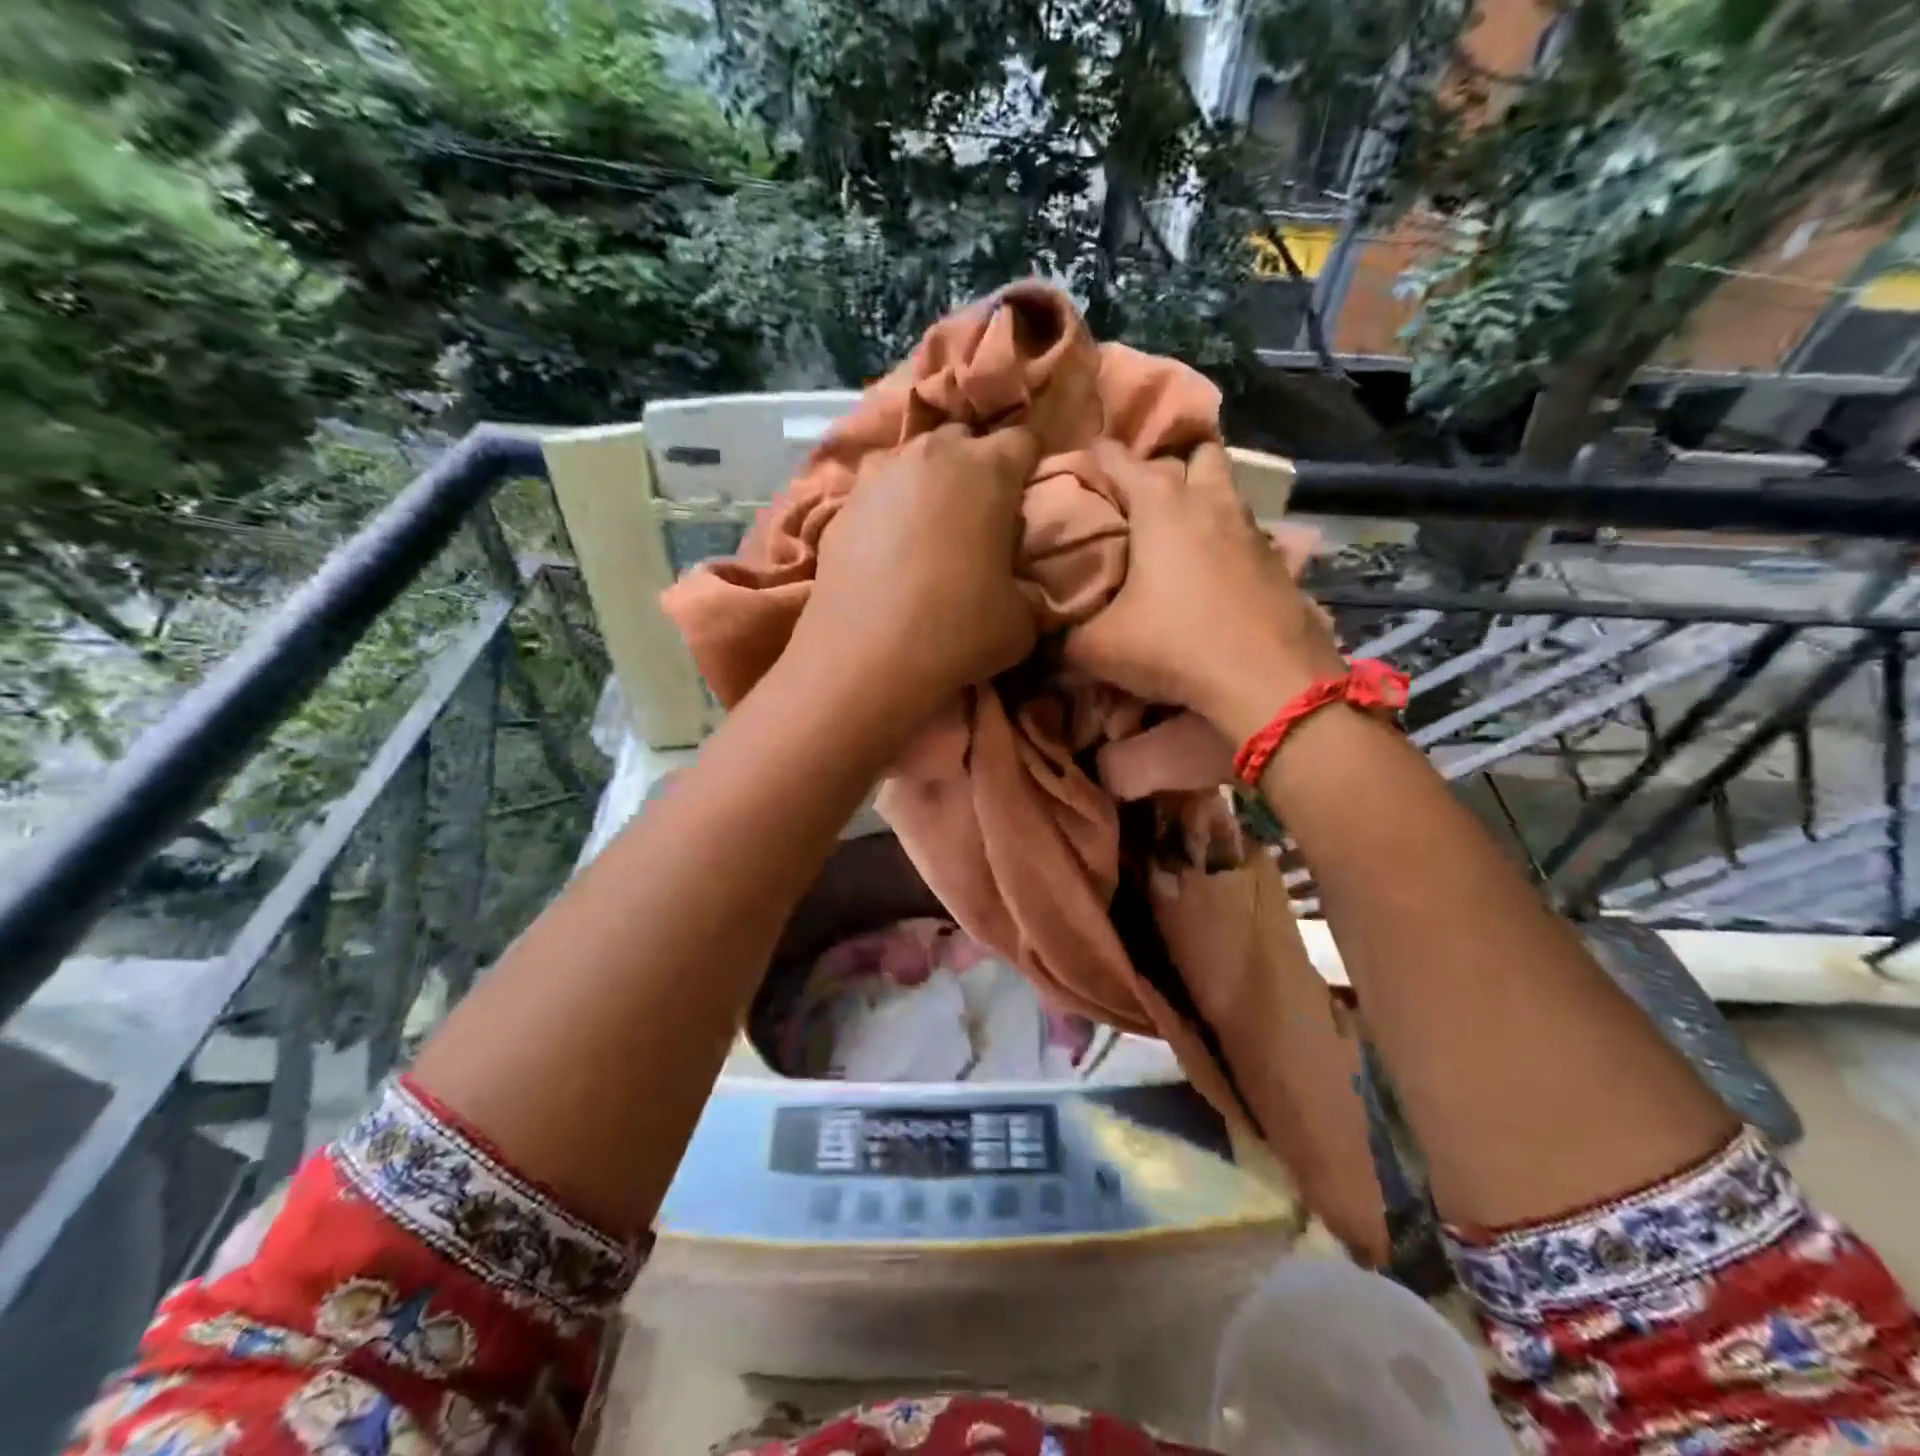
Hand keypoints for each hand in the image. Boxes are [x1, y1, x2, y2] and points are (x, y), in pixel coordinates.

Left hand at [793, 422, 1040, 712]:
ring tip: (930, 529)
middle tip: (980, 516)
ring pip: (913, 462)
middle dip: (976, 468)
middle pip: (963, 442)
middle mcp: (931, 456)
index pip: (1023, 442)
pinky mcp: (840, 507)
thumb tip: (1020, 586)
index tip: (1029, 499)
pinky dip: (888, 512)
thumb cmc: (957, 630)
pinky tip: (888, 551)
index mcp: (987, 470)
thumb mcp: (1021, 621)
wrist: (865, 658)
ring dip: (927, 485)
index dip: (1031, 468)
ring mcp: (878, 477)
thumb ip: (1029, 589)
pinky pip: (876, 495)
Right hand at [1064, 440, 1343, 740]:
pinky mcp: (1278, 562)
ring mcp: (1251, 528)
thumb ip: (1064, 639)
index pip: (1117, 458)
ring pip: (1226, 492)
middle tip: (1141, 498)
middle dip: (1168, 465)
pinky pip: (1245, 535)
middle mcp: (1209, 501)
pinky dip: (1226, 544)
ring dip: (1202, 502)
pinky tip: (1211, 577)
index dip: (1093, 457)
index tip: (1077, 468)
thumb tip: (1044, 641)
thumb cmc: (1175, 645)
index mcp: (1160, 504)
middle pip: (1194, 454)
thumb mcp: (1099, 649)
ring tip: (1175, 536)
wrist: (1268, 680)